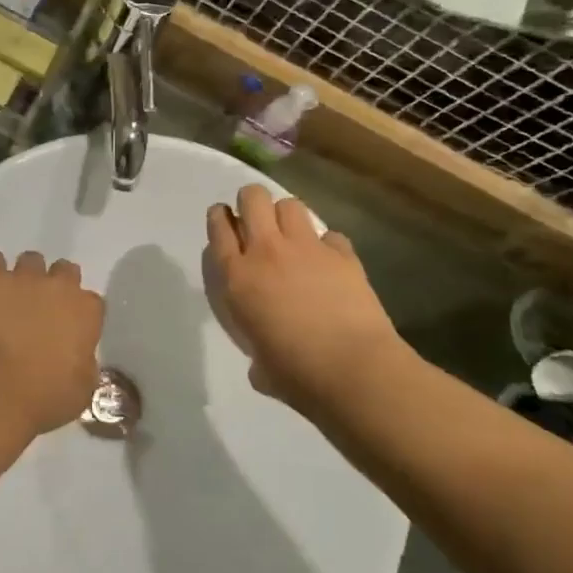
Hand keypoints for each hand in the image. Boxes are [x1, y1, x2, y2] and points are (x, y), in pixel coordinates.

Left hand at [0, 249, 104, 480]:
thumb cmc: (43, 399)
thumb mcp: (82, 389)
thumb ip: (86, 362)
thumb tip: (79, 354)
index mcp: (86, 312)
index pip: (92, 302)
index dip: (80, 314)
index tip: (69, 329)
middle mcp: (59, 286)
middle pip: (65, 270)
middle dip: (56, 285)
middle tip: (41, 309)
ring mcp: (24, 278)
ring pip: (31, 260)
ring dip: (25, 276)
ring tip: (12, 297)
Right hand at [205, 185, 411, 421]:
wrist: (353, 370)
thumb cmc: (296, 375)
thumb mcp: (259, 364)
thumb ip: (254, 350)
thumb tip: (263, 362)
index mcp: (237, 277)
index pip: (218, 227)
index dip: (219, 218)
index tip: (224, 223)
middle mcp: (267, 251)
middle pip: (253, 197)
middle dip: (252, 202)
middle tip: (257, 223)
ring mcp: (307, 248)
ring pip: (290, 205)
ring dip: (287, 217)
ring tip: (292, 238)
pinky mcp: (342, 254)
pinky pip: (330, 236)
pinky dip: (327, 246)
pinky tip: (330, 264)